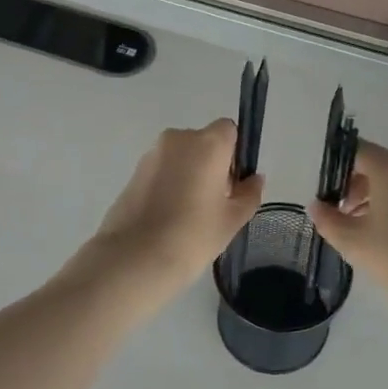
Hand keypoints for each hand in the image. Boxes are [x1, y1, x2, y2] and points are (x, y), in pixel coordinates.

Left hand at [89, 122, 264, 290]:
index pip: (228, 130)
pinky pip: (161, 170)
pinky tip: (168, 217)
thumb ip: (249, 193)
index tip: (231, 184)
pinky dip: (169, 184)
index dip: (234, 154)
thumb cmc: (193, 235)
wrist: (134, 258)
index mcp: (207, 143)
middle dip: (211, 165)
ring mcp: (151, 154)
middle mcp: (178, 139)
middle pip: (203, 142)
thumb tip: (254, 179)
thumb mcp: (232, 219)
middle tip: (213, 203)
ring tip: (188, 215)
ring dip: (188, 175)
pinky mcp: (133, 172)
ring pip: (181, 157)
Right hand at [306, 142, 387, 300]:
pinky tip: (380, 231)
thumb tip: (317, 206)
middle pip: (375, 164)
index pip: (356, 150)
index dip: (336, 167)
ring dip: (370, 196)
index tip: (326, 191)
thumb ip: (327, 218)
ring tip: (357, 225)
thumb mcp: (350, 239)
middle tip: (338, 212)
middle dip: (352, 184)